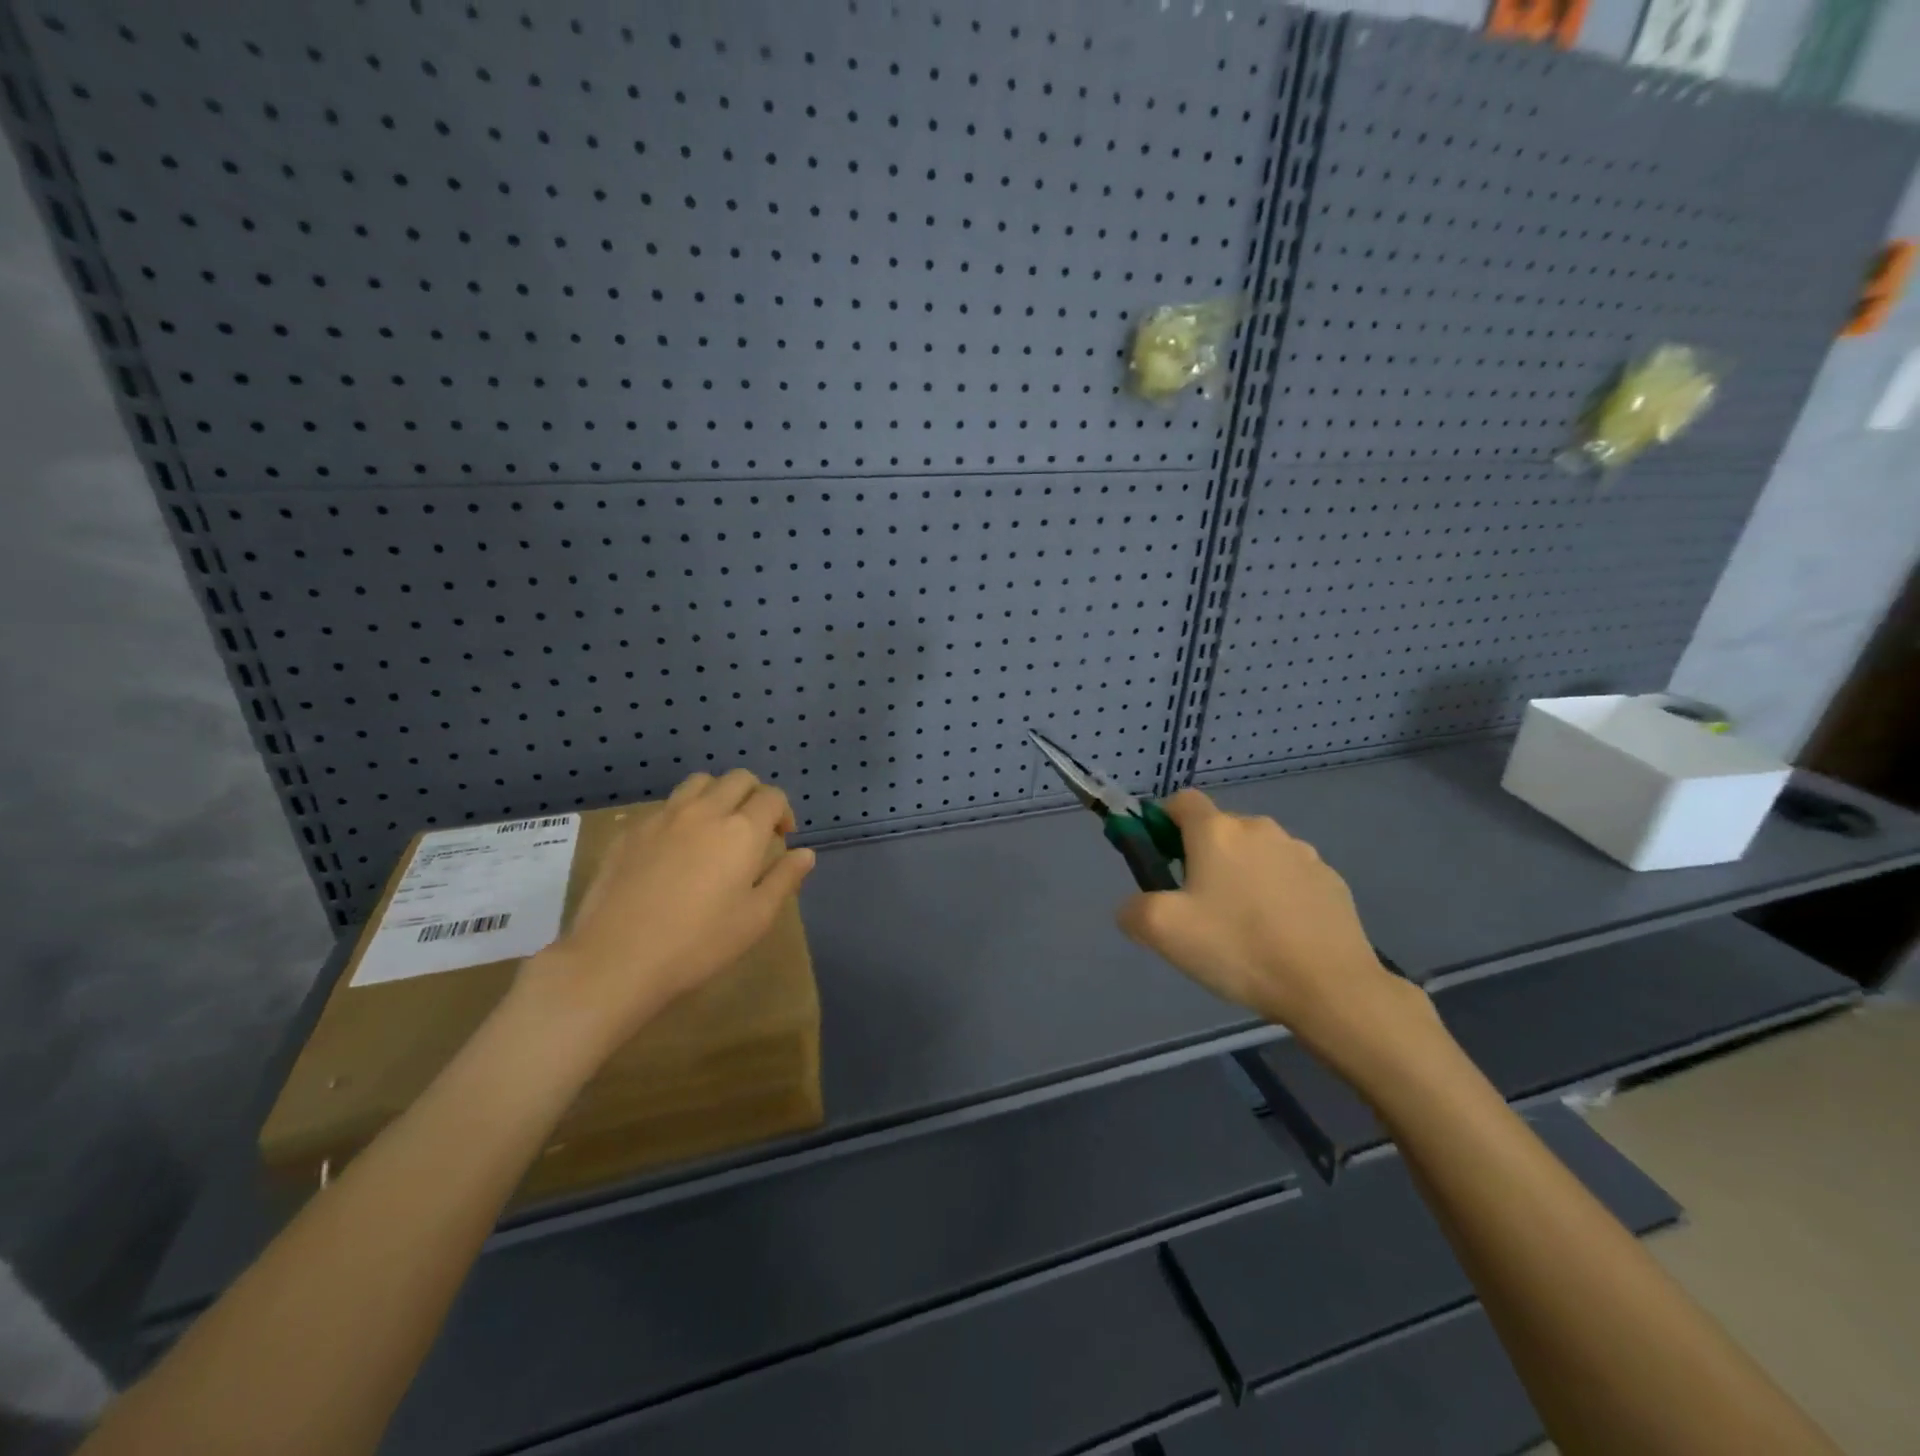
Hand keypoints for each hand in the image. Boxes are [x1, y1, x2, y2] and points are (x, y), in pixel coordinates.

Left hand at [520, 770, 814, 1047]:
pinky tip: (674, 849)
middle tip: (752, 830)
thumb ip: (784, 879)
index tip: (780, 839)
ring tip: (714, 829)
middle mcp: (705, 811)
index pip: (772, 797)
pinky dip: (682, 814)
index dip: (782, 812)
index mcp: (742, 831)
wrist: (617, 958)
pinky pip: (665, 806)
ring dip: (716, 795)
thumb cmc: (698, 943)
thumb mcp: (755, 919)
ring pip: (699, 783)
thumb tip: (805, 853)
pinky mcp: (631, 830)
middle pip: (738, 778)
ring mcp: (664, 817)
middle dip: (753, 795)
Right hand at [1117, 789, 1420, 1063]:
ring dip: (1242, 874)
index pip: (1181, 801)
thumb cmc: (1238, 948)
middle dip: (1203, 856)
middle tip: (1198, 906)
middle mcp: (1259, 828)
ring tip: (1244, 925)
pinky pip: (1290, 876)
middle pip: (1219, 829)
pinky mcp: (1331, 879)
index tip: (1160, 858)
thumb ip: (1133, 909)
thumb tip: (1134, 906)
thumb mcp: (1163, 931)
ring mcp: (1301, 852)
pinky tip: (1280, 933)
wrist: (1330, 987)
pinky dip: (1277, 893)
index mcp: (1216, 832)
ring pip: (1256, 853)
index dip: (1163, 822)